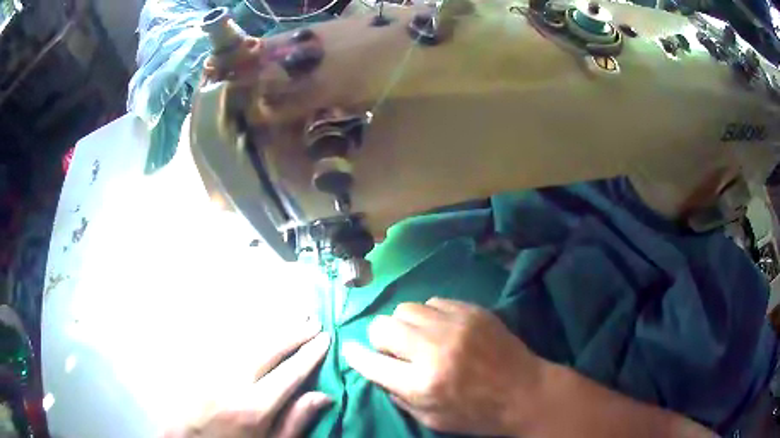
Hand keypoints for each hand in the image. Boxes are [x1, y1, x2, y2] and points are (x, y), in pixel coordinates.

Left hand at [165, 320, 330, 437]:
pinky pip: (224, 340)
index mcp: (253, 408)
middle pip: (267, 349)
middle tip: (314, 320)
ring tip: (293, 314)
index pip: (289, 374)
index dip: (309, 354)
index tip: (325, 338)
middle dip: (293, 332)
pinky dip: (245, 329)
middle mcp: (231, 383)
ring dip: (272, 326)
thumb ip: (295, 422)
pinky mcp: (198, 364)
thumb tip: (323, 395)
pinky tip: (257, 323)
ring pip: (246, 340)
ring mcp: (211, 369)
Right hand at [342, 298, 544, 435]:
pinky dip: (430, 316)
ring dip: (405, 325)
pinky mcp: (472, 311)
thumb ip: (398, 394)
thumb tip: (377, 369)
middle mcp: (434, 349)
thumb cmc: (477, 414)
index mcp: (422, 383)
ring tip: (420, 338)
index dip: (355, 355)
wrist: (524, 392)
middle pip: (383, 325)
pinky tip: (442, 329)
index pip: (370, 361)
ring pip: (406, 308)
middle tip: (395, 350)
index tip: (351, 351)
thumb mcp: (431, 418)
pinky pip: (434, 301)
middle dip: (381, 338)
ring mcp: (455, 325)